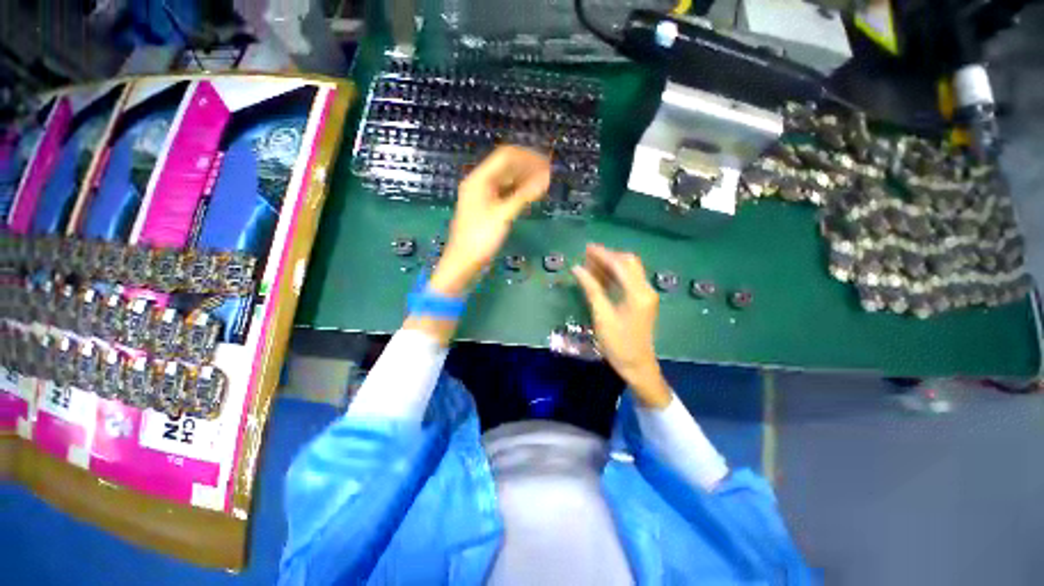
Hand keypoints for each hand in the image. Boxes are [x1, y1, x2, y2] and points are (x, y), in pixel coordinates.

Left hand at [428, 146, 551, 295]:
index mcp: (479, 179)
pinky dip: (518, 192)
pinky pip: (504, 193)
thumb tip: (546, 178)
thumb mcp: (503, 215)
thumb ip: (524, 195)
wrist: (463, 262)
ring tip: (542, 185)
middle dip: (527, 167)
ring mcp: (483, 196)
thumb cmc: (480, 238)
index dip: (527, 157)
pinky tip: (530, 197)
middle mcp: (480, 183)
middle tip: (548, 174)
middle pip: (506, 167)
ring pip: (506, 180)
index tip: (547, 164)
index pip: (505, 157)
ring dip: (524, 180)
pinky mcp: (486, 208)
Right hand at [572, 244, 671, 408]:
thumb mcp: (602, 316)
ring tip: (590, 265)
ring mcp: (646, 295)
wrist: (638, 366)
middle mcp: (646, 289)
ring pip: (629, 271)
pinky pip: (629, 281)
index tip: (586, 248)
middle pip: (629, 263)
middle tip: (587, 256)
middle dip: (608, 256)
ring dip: (611, 265)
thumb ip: (591, 289)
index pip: (620, 265)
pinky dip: (615, 275)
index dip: (603, 255)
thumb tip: (577, 269)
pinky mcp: (642, 301)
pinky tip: (600, 277)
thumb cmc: (618, 344)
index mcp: (638, 293)